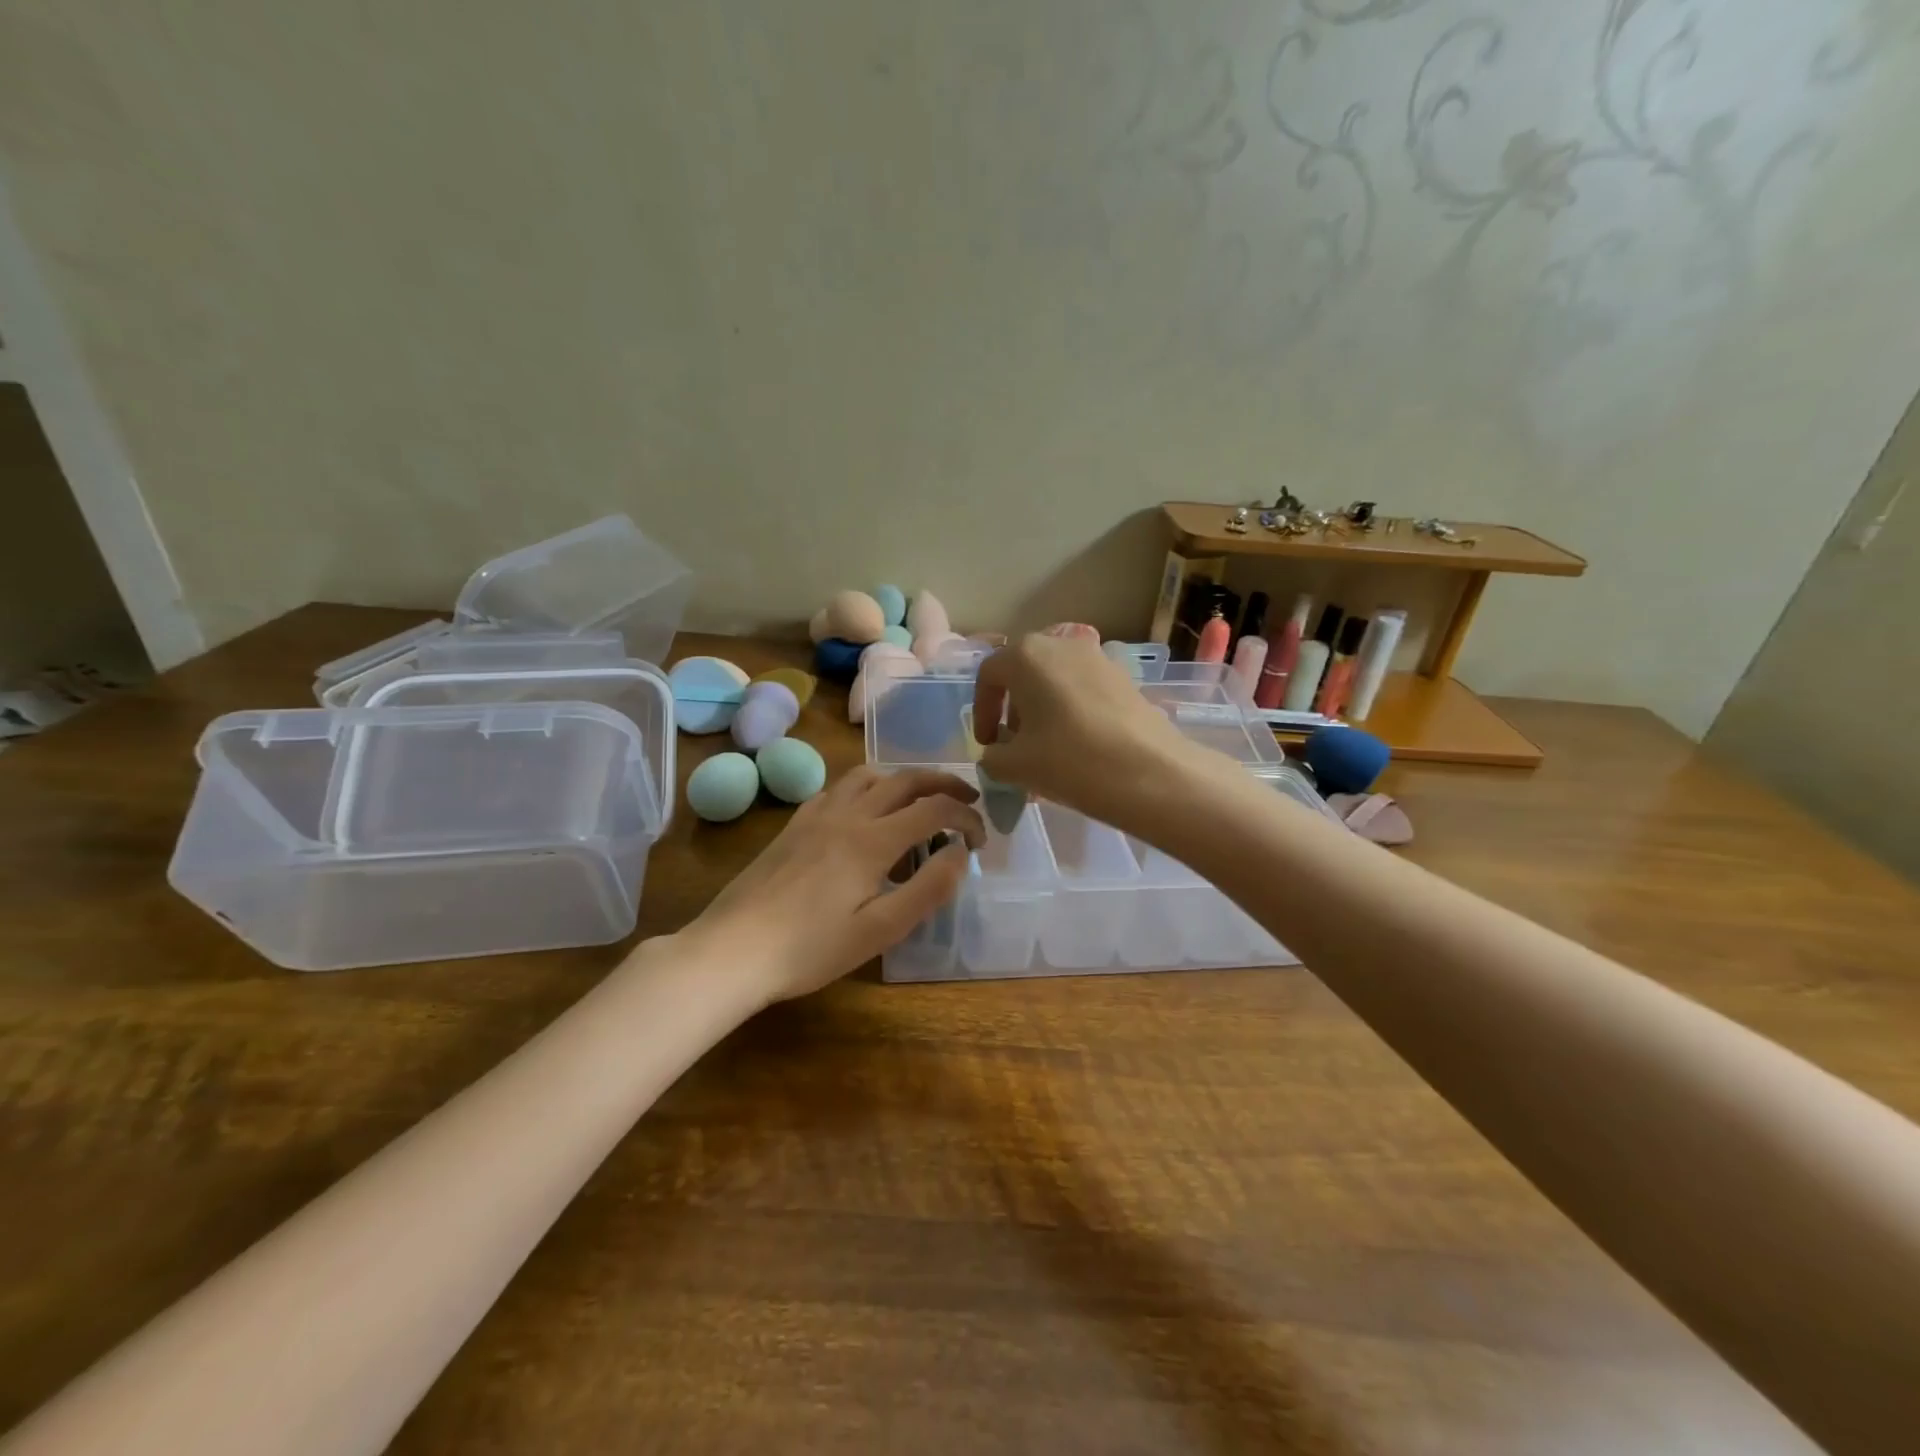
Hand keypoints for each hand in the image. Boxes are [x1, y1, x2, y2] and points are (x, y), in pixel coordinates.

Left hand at [683, 766, 984, 1004]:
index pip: (934, 809)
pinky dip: (864, 789)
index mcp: (873, 840)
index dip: (966, 817)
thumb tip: (960, 854)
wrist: (732, 950)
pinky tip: (862, 814)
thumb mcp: (879, 930)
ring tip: (919, 800)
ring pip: (868, 775)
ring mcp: (816, 816)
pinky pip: (837, 789)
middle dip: (943, 783)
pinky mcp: (794, 826)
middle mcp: (847, 815)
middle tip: (967, 798)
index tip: (980, 840)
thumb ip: (927, 888)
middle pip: (904, 779)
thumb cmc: (810, 949)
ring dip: (902, 779)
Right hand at [970, 634, 1197, 828]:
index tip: (987, 744)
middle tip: (1015, 744)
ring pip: (1056, 679)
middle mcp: (1061, 644)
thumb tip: (997, 753)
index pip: (989, 676)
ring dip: (1044, 708)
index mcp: (1026, 655)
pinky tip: (1079, 745)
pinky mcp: (1125, 677)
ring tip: (1047, 747)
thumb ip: (992, 756)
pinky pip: (1084, 688)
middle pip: (1024, 672)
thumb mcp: (1015, 766)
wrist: (1150, 773)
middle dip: (1014, 708)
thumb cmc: (1070, 760)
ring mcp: (1098, 657)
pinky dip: (1072, 710)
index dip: (981, 711)